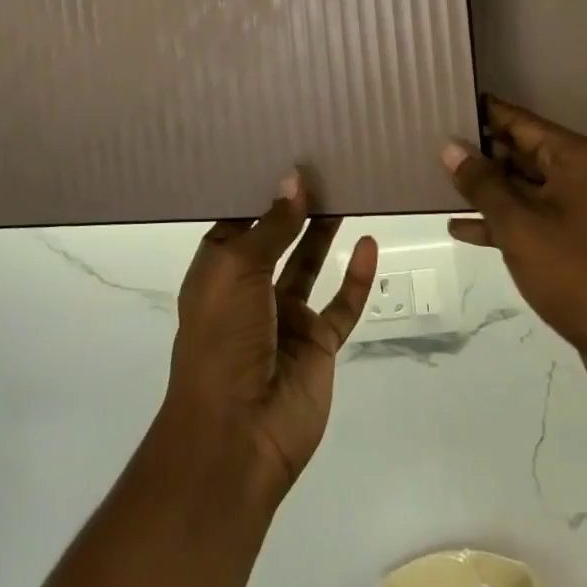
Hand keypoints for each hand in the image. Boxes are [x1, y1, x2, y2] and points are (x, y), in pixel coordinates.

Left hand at [161, 176, 377, 505]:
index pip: (239, 219)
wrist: (237, 433)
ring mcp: (285, 317)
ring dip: (323, 232)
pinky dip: (356, 278)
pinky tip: (368, 244)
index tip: (284, 154)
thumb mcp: (237, 271)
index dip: (259, 190)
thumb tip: (294, 181)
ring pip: (308, 264)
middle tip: (323, 164)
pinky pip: (341, 305)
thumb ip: (271, 226)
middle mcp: (249, 288)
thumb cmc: (222, 339)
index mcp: (218, 270)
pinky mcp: (317, 344)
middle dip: (295, 206)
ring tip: (345, 191)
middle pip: (276, 237)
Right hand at [444, 98, 586, 402]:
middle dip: (479, 153)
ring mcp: (581, 208)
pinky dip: (500, 220)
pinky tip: (460, 228)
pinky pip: (531, 217)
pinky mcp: (576, 239)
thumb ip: (481, 182)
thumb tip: (450, 146)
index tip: (443, 104)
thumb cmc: (575, 273)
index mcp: (578, 159)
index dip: (483, 114)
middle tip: (430, 145)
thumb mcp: (518, 224)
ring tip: (437, 183)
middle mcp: (583, 175)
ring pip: (523, 186)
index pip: (521, 121)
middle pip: (522, 151)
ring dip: (485, 189)